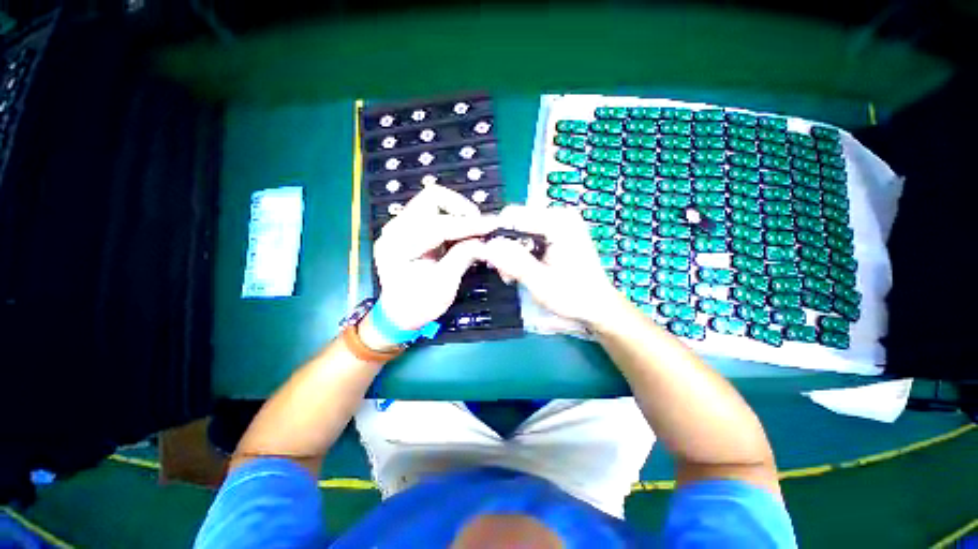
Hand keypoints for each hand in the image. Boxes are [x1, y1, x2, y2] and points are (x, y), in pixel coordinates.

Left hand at [372, 184, 497, 333]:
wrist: (400, 313)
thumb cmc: (419, 304)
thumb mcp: (444, 285)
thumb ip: (463, 257)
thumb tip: (484, 241)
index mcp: (399, 246)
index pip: (438, 225)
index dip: (468, 225)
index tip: (492, 226)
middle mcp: (396, 229)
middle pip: (432, 198)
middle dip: (461, 209)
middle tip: (480, 227)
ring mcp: (401, 226)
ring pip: (434, 201)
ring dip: (458, 212)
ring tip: (473, 231)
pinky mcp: (410, 228)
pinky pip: (434, 212)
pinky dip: (453, 218)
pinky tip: (462, 234)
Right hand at [477, 205, 626, 328]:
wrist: (598, 306)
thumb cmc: (574, 296)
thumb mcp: (540, 281)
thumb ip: (513, 261)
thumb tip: (486, 246)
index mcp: (558, 222)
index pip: (512, 216)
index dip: (493, 233)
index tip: (482, 253)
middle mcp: (559, 216)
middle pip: (516, 222)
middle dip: (503, 246)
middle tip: (501, 272)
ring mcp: (560, 224)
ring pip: (520, 230)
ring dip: (510, 252)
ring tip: (510, 275)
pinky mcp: (558, 233)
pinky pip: (529, 236)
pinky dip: (521, 252)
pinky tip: (521, 270)